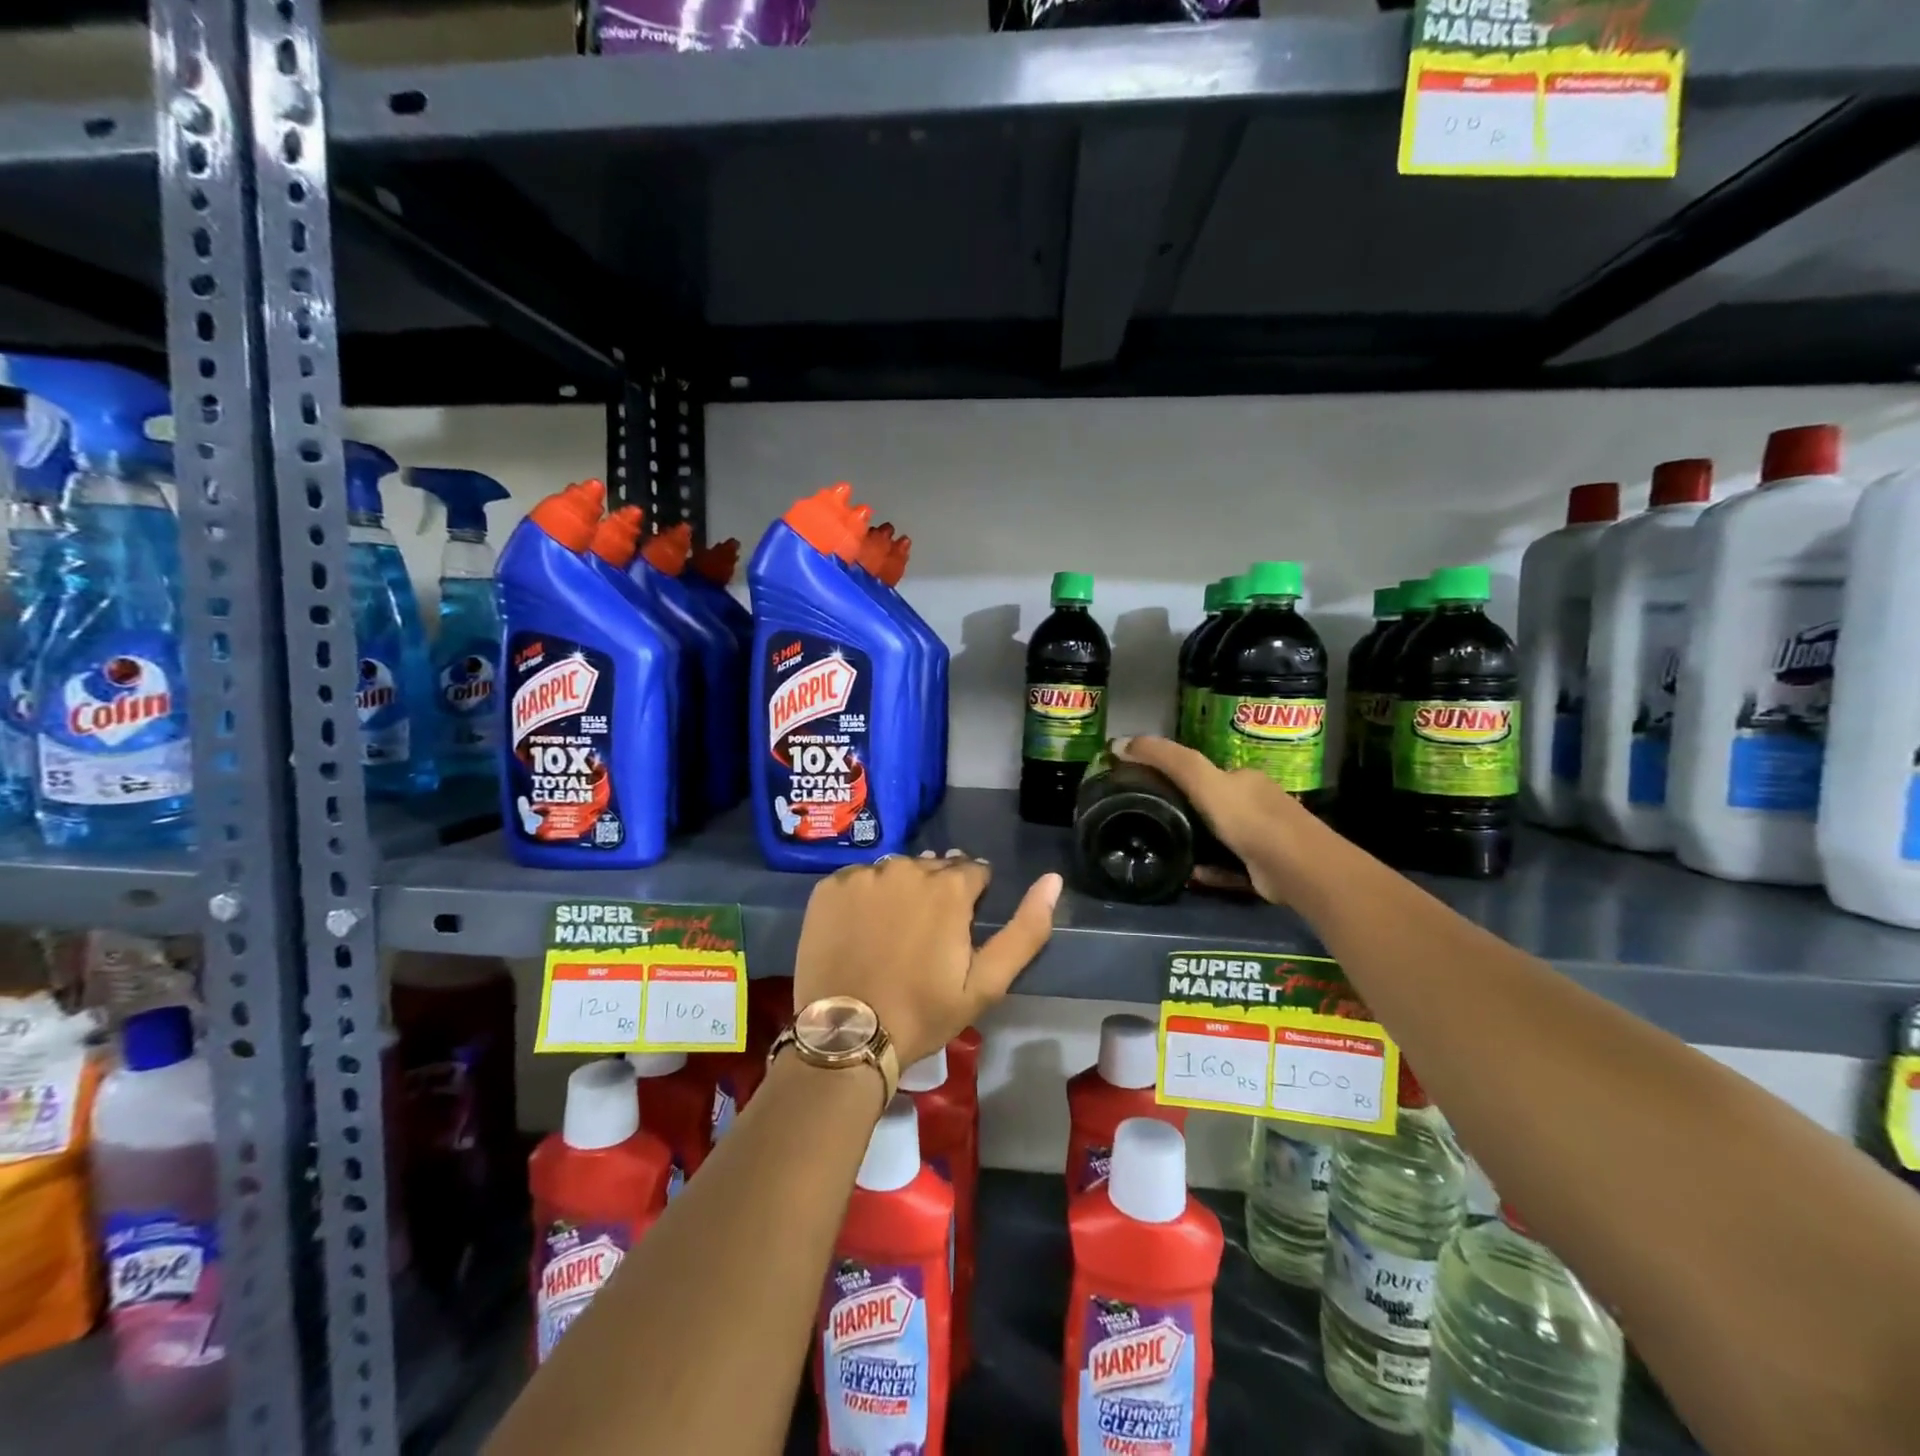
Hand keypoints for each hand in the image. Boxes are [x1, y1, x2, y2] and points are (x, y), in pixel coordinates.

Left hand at [792, 851, 1061, 1068]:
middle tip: (925, 936)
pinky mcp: (829, 887)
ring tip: (892, 932)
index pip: (973, 872)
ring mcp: (864, 876)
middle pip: (933, 868)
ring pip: (895, 872)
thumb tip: (1054, 880)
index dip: (972, 899)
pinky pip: (858, 880)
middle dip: (937, 893)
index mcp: (949, 887)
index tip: (959, 930)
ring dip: (901, 891)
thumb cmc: (923, 1012)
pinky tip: (861, 929)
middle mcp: (907, 868)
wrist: (847, 1034)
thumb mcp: (986, 983)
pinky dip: (865, 897)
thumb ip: (1026, 930)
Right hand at [1114, 735, 1325, 904]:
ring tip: (1167, 850)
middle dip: (1185, 812)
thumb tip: (1118, 743)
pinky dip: (1211, 869)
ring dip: (1195, 843)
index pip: (1205, 772)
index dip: (1175, 776)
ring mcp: (1263, 837)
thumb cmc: (1248, 818)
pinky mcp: (1264, 869)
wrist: (1297, 868)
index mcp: (1243, 779)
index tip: (1146, 789)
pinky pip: (1228, 866)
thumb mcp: (1201, 779)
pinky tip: (1194, 874)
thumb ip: (1165, 759)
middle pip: (1212, 805)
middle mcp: (1256, 803)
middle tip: (1152, 823)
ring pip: (1219, 837)